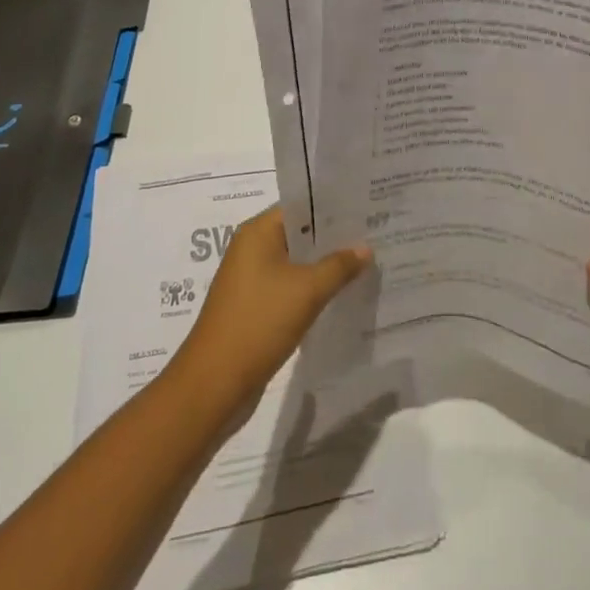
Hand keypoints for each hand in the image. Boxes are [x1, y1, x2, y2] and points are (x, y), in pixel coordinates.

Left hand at [172, 205, 369, 410]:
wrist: (214, 384)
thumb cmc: (259, 323)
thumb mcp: (307, 290)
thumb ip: (339, 265)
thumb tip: (365, 248)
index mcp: (257, 233)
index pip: (301, 205)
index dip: (334, 206)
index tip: (367, 207)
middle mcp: (252, 249)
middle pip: (300, 233)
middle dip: (335, 236)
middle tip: (375, 233)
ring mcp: (252, 279)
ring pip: (297, 262)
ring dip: (326, 264)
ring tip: (366, 261)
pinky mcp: (255, 306)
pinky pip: (291, 286)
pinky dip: (313, 287)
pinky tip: (342, 292)